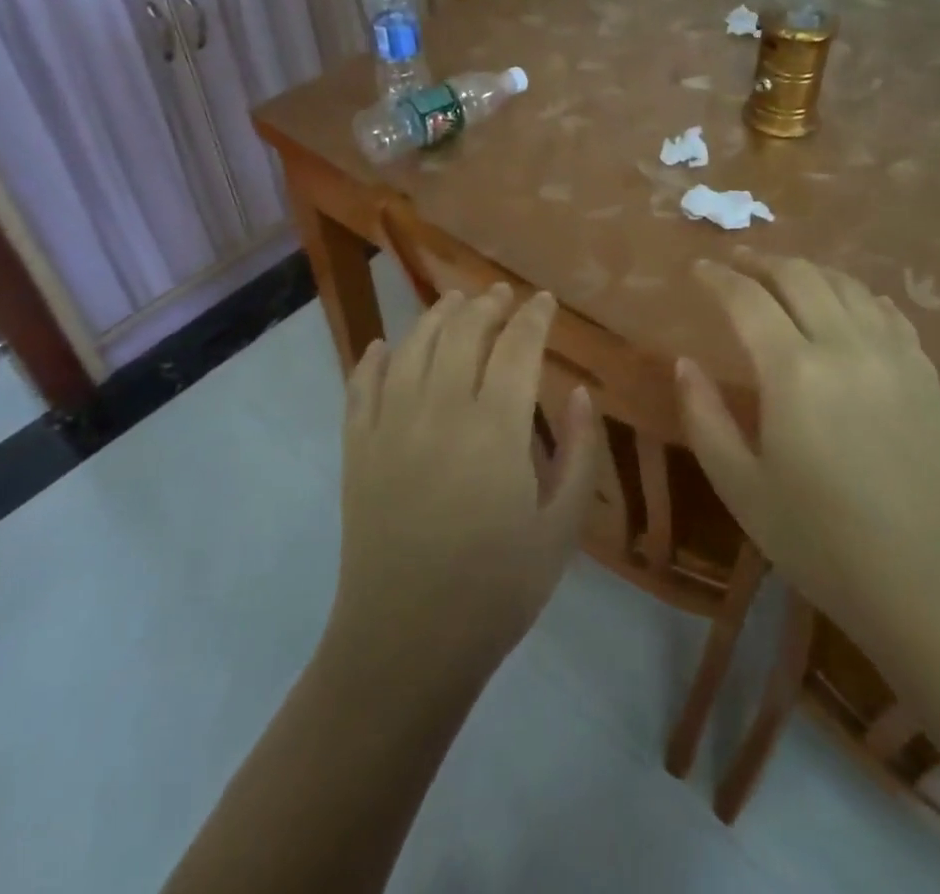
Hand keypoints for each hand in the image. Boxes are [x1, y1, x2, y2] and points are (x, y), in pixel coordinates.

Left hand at [328, 284, 599, 686]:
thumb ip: (581, 454)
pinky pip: (360, 385)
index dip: (534, 317)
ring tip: (455, 302)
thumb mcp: (561, 528)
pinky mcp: (356, 447)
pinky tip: (384, 347)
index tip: (544, 301)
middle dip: (486, 305)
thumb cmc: (497, 589)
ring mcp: (390, 425)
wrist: (406, 644)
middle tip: (502, 295)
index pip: (517, 346)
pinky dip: (373, 358)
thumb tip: (583, 394)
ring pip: (413, 346)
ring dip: (436, 316)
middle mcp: (439, 409)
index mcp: (495, 427)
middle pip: (462, 332)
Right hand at [677, 254, 939, 648]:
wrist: (933, 587)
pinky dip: (856, 295)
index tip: (698, 268)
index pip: (747, 299)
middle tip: (736, 262)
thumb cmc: (822, 543)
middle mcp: (846, 345)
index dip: (717, 277)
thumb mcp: (742, 487)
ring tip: (783, 277)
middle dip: (761, 261)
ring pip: (845, 284)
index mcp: (795, 372)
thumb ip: (704, 416)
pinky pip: (886, 310)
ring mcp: (894, 354)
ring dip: (808, 271)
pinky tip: (846, 305)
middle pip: (799, 275)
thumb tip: (685, 363)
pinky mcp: (926, 372)